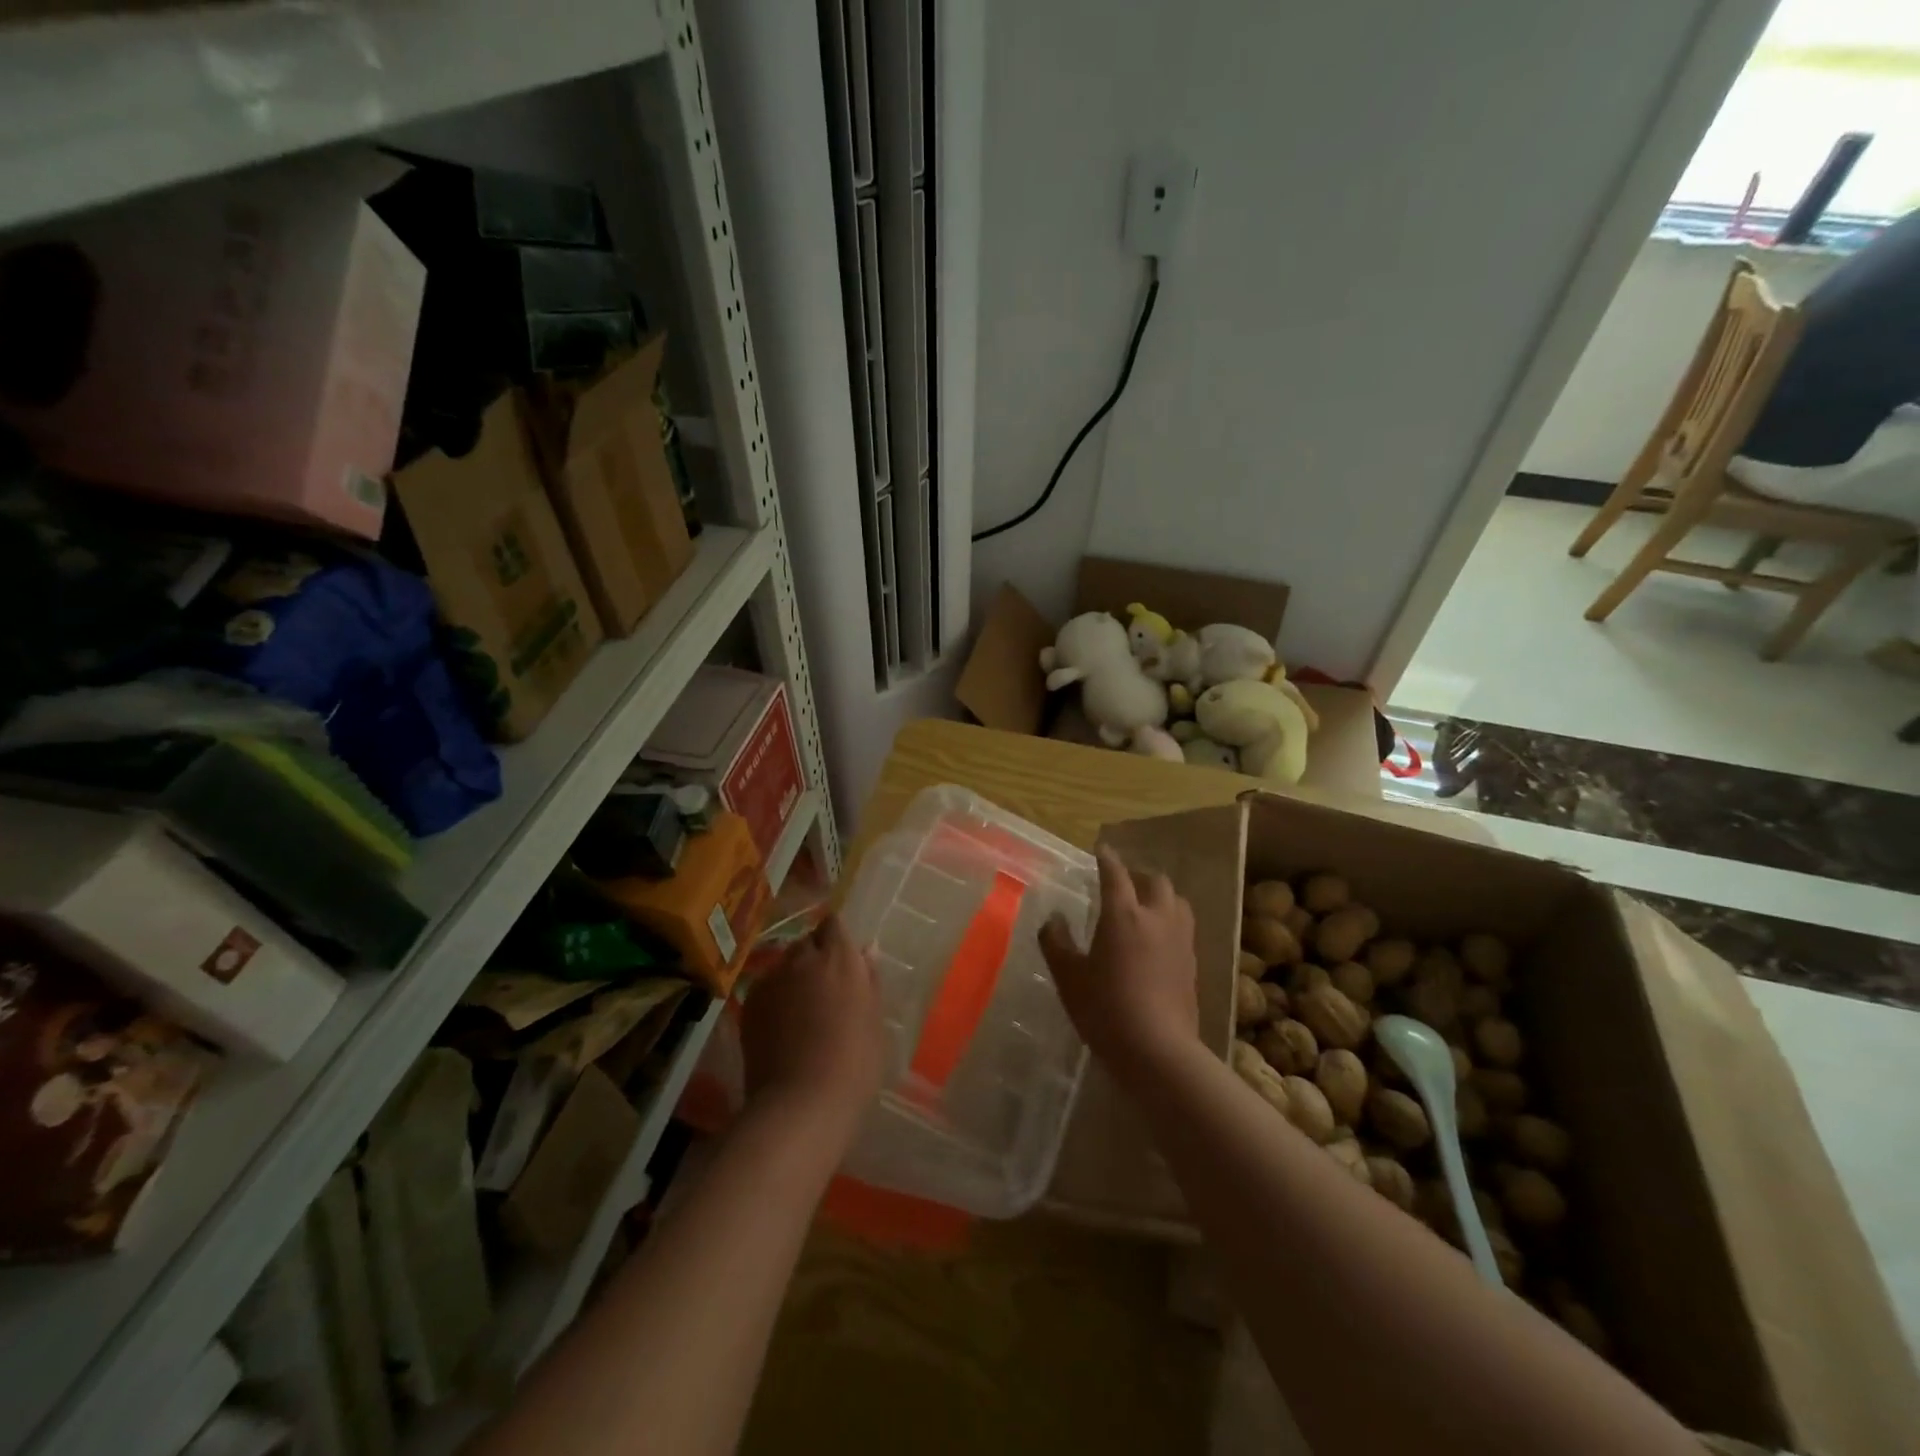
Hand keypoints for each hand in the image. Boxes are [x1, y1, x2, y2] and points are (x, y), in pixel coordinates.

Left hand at [739, 912, 883, 1135]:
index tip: (844, 959)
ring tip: (802, 1009)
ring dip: (794, 975)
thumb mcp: (874, 1020)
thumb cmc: (854, 1062)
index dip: (837, 938)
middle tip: (827, 987)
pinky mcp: (750, 1004)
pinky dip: (775, 997)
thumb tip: (867, 949)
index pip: (833, 924)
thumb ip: (869, 979)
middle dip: (816, 956)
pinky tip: (783, 1026)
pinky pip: (766, 988)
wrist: (801, 1103)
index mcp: (839, 958)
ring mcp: (772, 980)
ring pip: (784, 965)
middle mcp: (802, 959)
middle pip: (807, 942)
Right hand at [1039, 846, 1199, 1079]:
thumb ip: (1056, 942)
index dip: (1107, 858)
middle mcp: (1156, 918)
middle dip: (1139, 875)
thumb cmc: (1105, 1009)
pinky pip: (1183, 928)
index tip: (1100, 849)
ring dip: (1161, 896)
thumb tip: (1054, 919)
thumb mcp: (1068, 977)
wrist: (1158, 1051)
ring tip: (1145, 907)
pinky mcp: (1193, 964)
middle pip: (1155, 881)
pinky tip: (1157, 940)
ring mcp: (1180, 940)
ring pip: (1177, 902)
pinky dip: (1170, 922)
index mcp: (1123, 914)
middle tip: (1123, 883)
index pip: (1115, 873)